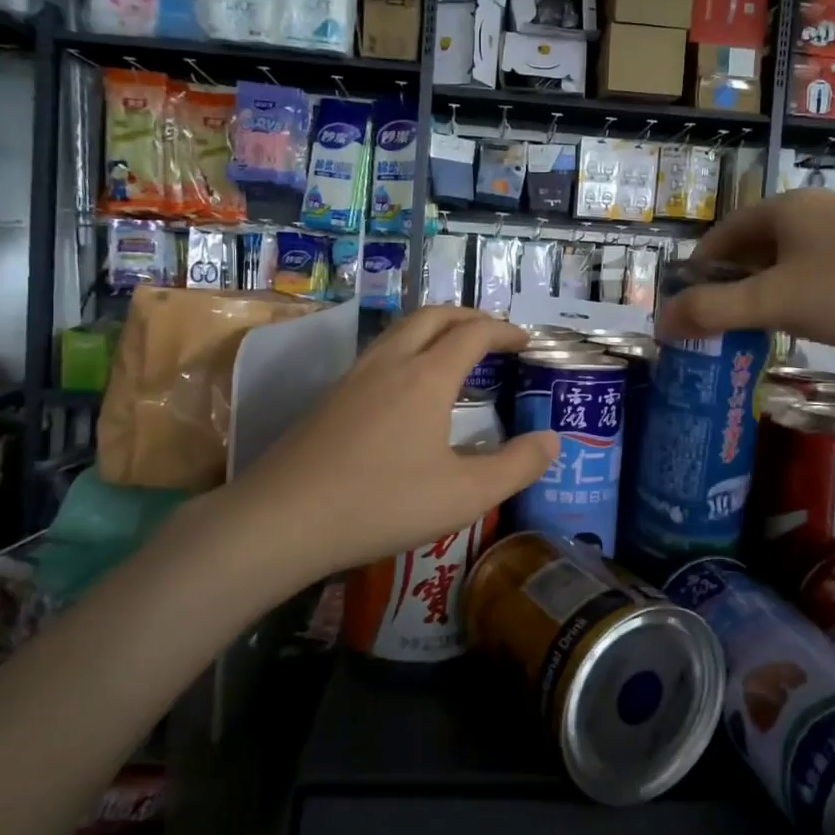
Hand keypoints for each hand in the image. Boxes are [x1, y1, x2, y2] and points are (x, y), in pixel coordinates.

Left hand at [236, 308, 555, 580]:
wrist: (282, 518)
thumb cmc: (382, 504)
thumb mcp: (464, 495)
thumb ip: (516, 467)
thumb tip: (553, 441)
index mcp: (427, 377)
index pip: (473, 333)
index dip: (503, 331)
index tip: (525, 341)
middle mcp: (391, 362)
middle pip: (433, 316)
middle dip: (468, 316)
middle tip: (492, 335)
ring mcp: (354, 376)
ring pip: (400, 330)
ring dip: (434, 328)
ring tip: (454, 352)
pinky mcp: (330, 397)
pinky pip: (379, 352)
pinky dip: (408, 348)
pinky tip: (407, 386)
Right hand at [660, 190, 834, 378]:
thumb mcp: (773, 302)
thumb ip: (712, 310)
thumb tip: (661, 321)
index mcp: (788, 207)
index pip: (722, 234)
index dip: (697, 270)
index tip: (684, 308)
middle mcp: (817, 213)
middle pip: (753, 249)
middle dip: (728, 286)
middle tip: (711, 326)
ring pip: (787, 266)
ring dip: (761, 297)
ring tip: (747, 333)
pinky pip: (818, 279)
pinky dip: (796, 302)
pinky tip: (798, 330)